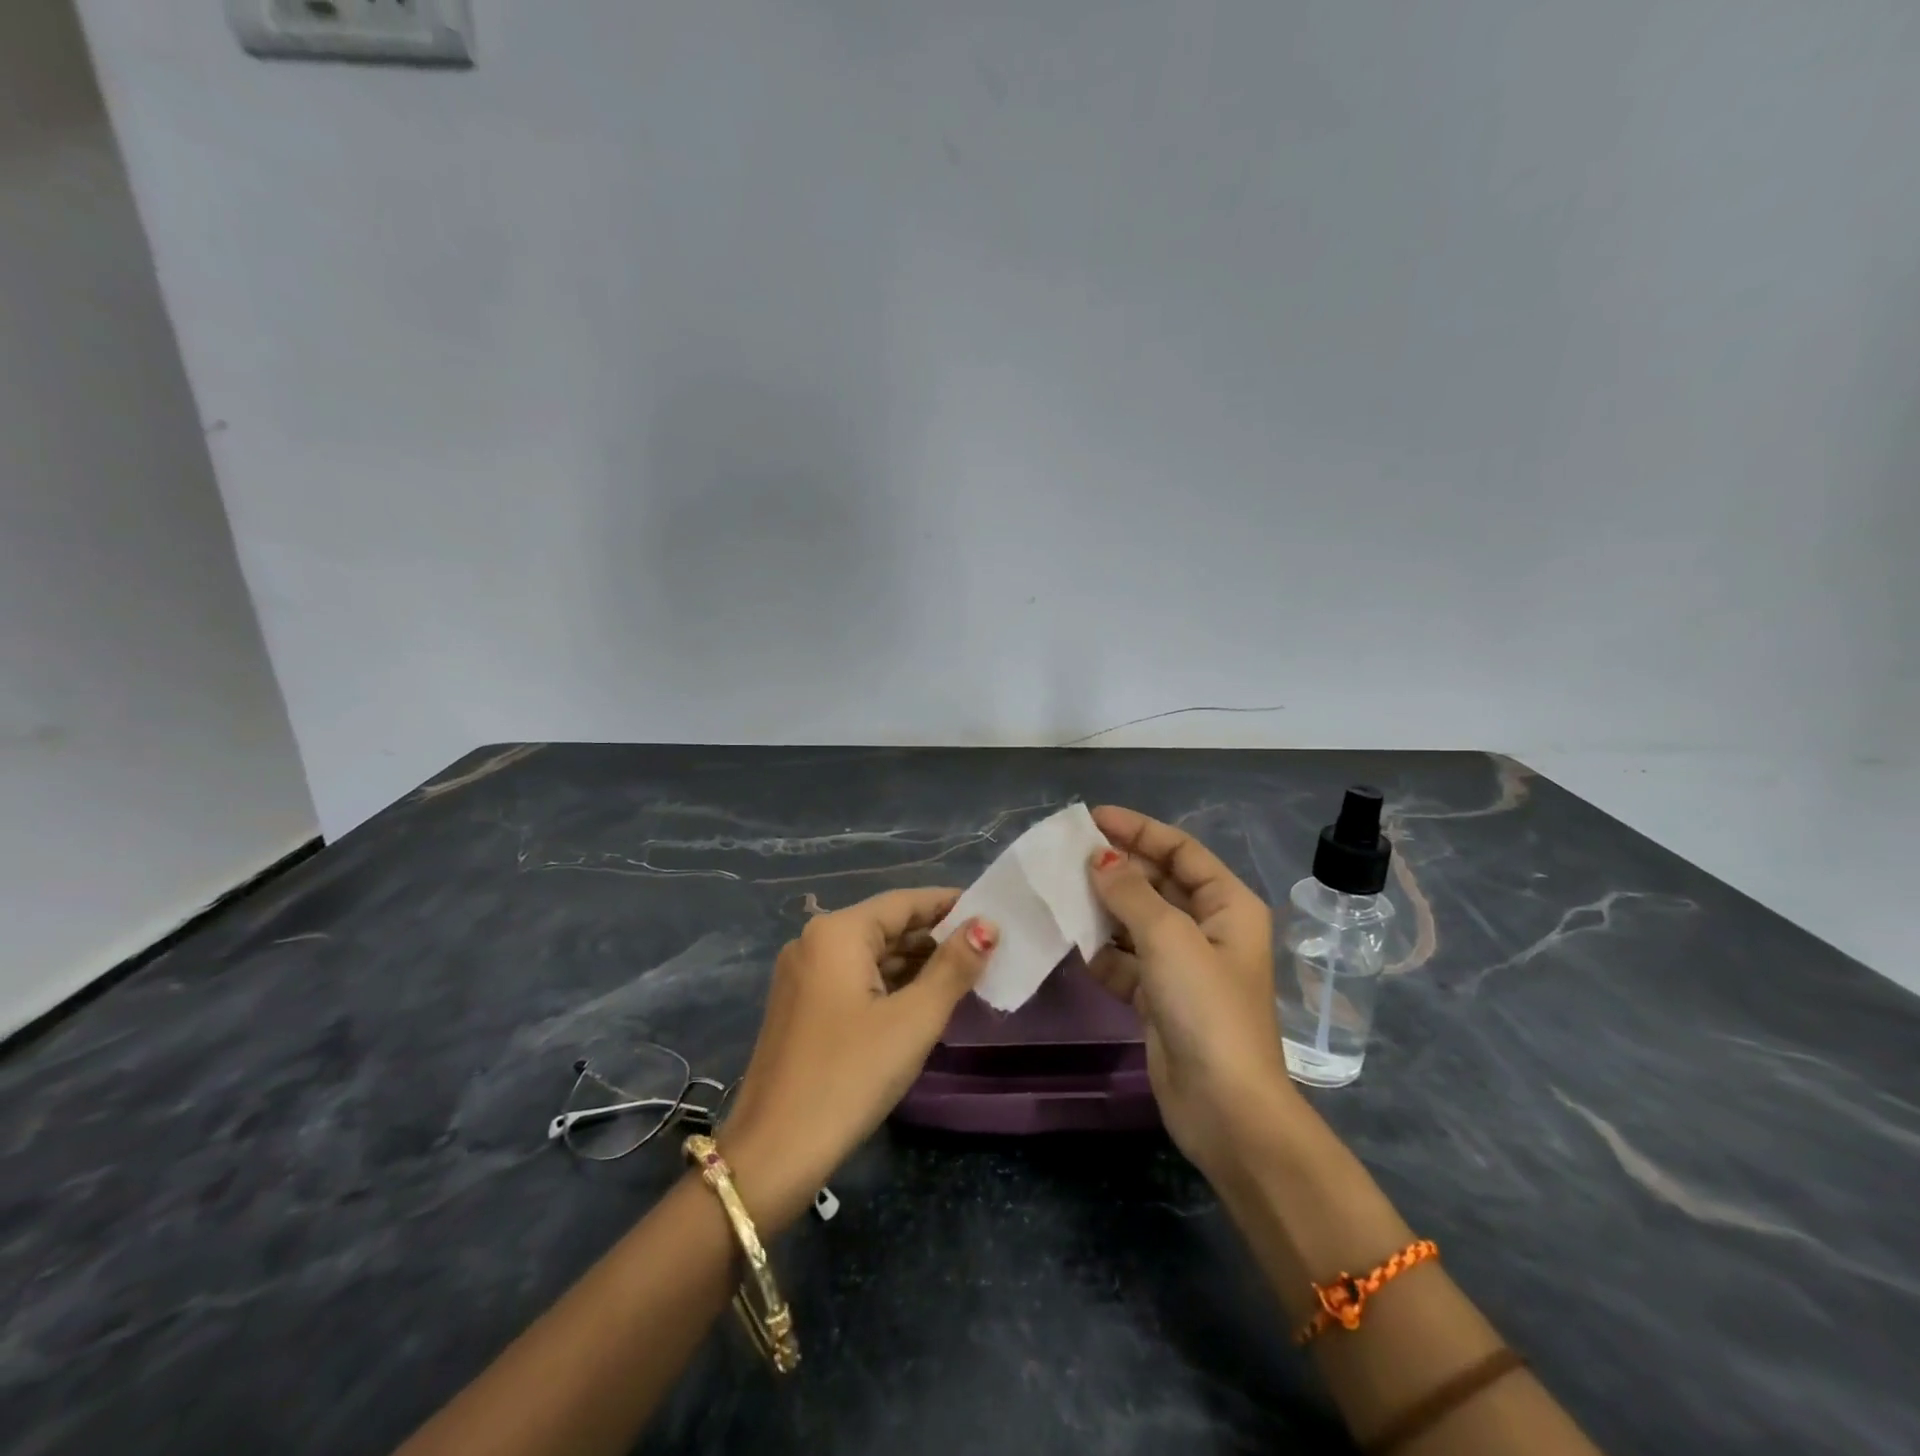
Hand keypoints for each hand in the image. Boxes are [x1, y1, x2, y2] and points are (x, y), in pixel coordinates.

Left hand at [717, 889, 997, 1235]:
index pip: (904, 902)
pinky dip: (888, 986)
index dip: (949, 904)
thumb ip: (953, 967)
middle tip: (986, 951)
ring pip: (870, 956)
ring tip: (964, 977)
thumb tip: (987, 925)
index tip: (991, 911)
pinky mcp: (799, 1008)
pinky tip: (920, 1003)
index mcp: (838, 932)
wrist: (773, 1154)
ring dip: (914, 965)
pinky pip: (853, 980)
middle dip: (935, 938)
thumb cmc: (850, 1075)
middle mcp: (814, 942)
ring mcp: (802, 976)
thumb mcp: (913, 1020)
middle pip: (886, 926)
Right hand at [1084, 806, 1304, 1179]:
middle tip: (1066, 856)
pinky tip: (1072, 943)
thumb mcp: (1168, 937)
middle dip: (1116, 868)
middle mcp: (1208, 928)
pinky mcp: (1160, 997)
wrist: (1224, 1108)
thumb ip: (1130, 892)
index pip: (1181, 850)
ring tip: (1060, 892)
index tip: (1092, 818)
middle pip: (1158, 882)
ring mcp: (1183, 965)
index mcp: (1227, 905)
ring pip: (1137, 921)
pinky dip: (1102, 952)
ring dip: (1103, 908)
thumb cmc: (1206, 1008)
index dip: (1139, 830)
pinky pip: (1126, 960)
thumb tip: (1100, 858)